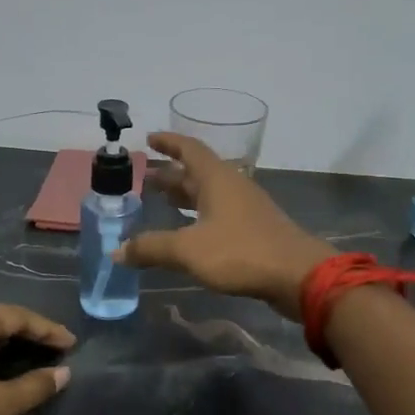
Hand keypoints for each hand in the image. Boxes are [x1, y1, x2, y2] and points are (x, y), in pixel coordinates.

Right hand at [117, 132, 334, 320]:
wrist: (298, 275)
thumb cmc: (241, 252)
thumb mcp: (189, 250)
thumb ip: (152, 248)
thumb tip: (117, 251)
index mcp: (217, 178)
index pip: (189, 149)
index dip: (168, 142)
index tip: (148, 139)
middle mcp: (232, 186)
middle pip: (197, 172)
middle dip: (171, 173)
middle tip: (144, 178)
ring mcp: (246, 208)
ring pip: (209, 194)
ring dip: (185, 195)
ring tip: (160, 201)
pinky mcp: (254, 230)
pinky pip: (219, 214)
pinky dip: (198, 216)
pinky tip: (188, 232)